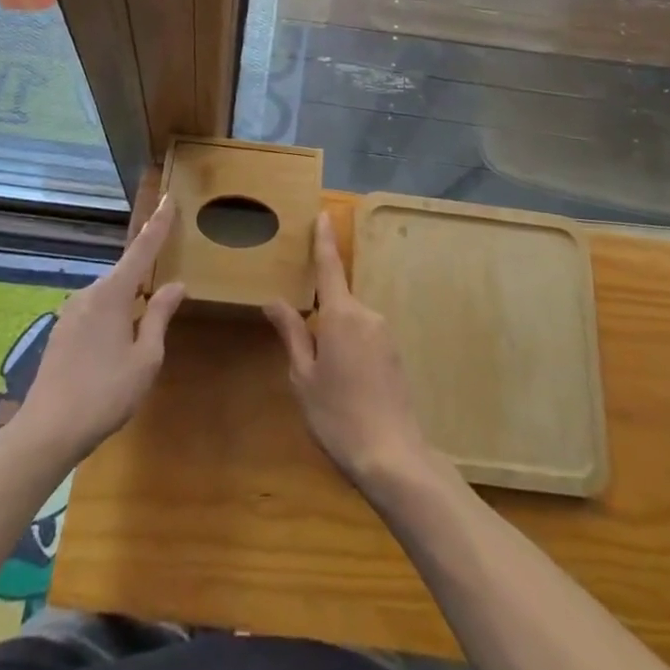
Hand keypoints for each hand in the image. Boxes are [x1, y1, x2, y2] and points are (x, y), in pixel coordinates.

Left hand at [11, 201, 186, 464]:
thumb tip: (175, 285)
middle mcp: (89, 293)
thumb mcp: (145, 358)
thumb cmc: (104, 394)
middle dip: (145, 279)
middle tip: (166, 293)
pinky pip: (96, 312)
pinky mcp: (61, 332)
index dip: (158, 225)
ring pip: (110, 296)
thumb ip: (159, 316)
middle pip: (125, 274)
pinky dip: (112, 318)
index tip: (168, 198)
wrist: (46, 432)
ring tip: (141, 336)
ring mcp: (71, 312)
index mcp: (113, 293)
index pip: (142, 250)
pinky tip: (116, 350)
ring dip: (128, 305)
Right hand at [263, 213, 432, 492]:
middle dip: (322, 320)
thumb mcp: (303, 377)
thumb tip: (275, 300)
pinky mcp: (395, 354)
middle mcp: (367, 315)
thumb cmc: (337, 415)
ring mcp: (385, 334)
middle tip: (309, 360)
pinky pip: (366, 340)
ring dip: (337, 341)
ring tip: (328, 386)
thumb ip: (292, 333)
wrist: (392, 455)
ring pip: (352, 325)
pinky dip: (352, 354)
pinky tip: (348, 390)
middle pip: (338, 303)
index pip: (330, 267)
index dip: (324, 240)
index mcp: (341, 314)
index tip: (323, 214)